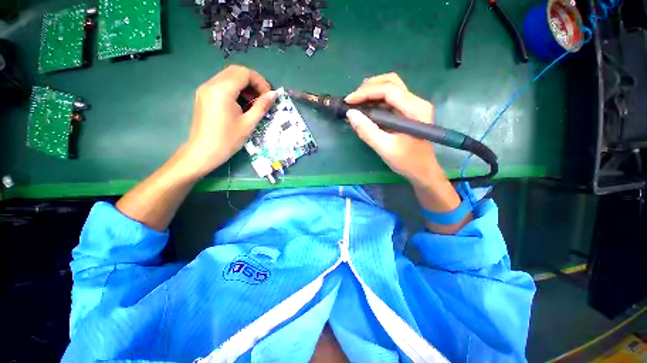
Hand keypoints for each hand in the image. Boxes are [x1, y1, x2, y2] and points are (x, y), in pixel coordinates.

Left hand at [184, 65, 275, 177]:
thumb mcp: (248, 123)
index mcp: (222, 90)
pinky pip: (221, 84)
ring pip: (228, 77)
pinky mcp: (203, 95)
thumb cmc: (228, 140)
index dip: (260, 82)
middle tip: (263, 98)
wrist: (203, 152)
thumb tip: (274, 94)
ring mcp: (205, 89)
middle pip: (236, 71)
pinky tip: (241, 104)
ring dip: (244, 85)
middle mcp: (211, 84)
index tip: (268, 96)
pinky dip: (235, 89)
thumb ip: (262, 106)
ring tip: (253, 102)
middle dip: (252, 82)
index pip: (244, 73)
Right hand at [344, 73, 443, 184]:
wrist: (423, 171)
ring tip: (356, 101)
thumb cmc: (407, 162)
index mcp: (415, 109)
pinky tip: (366, 106)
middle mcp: (416, 102)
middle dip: (369, 87)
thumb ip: (367, 131)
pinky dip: (376, 99)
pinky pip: (390, 99)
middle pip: (391, 82)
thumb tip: (350, 114)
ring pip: (391, 88)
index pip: (388, 90)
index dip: (366, 93)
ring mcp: (413, 106)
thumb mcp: (385, 148)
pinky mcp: (408, 112)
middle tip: (352, 100)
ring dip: (372, 91)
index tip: (348, 102)